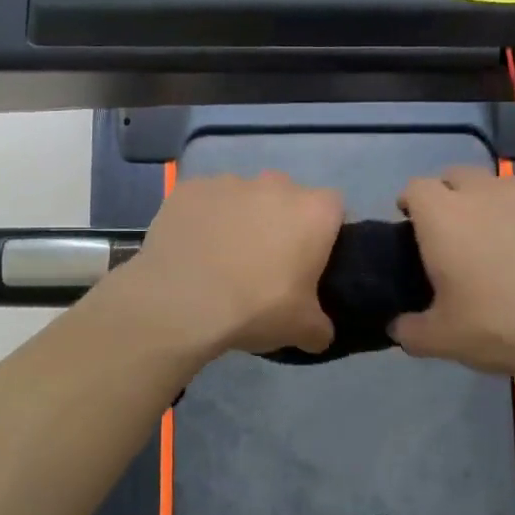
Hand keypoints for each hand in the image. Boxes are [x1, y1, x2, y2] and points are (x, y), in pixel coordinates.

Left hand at [121, 171, 344, 358]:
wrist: (180, 303)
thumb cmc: (255, 308)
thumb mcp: (301, 329)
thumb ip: (319, 327)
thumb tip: (319, 333)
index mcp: (313, 212)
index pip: (333, 208)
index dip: (324, 232)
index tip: (311, 260)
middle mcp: (274, 185)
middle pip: (286, 198)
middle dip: (280, 222)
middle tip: (267, 262)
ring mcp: (228, 182)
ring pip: (243, 197)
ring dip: (240, 219)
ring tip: (223, 259)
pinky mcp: (189, 189)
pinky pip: (204, 202)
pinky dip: (203, 220)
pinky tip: (192, 250)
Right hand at [391, 168, 514, 383]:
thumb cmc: (505, 327)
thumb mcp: (444, 340)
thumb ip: (411, 331)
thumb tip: (398, 327)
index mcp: (446, 217)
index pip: (416, 188)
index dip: (411, 203)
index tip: (413, 226)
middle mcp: (488, 191)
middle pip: (458, 176)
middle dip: (451, 197)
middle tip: (459, 237)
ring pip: (505, 188)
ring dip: (498, 207)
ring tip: (510, 248)